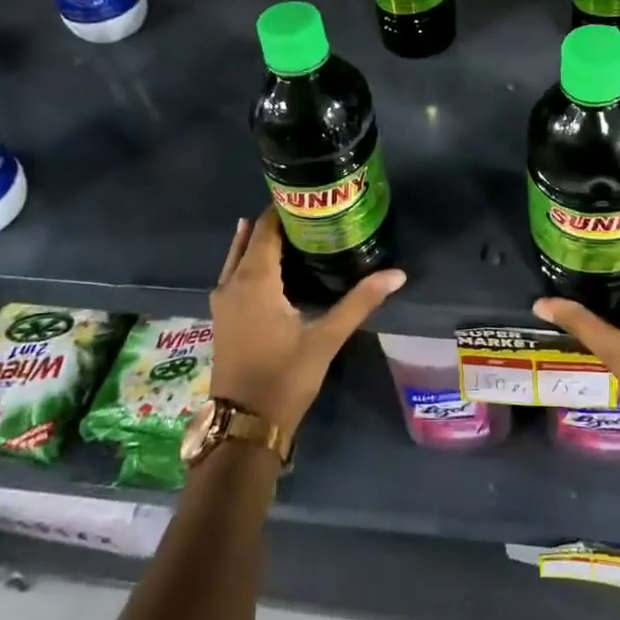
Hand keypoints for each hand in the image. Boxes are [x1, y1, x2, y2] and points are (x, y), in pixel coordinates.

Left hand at [208, 208, 405, 436]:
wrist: (245, 424)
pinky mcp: (223, 318)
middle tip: (309, 211)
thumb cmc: (285, 376)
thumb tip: (397, 274)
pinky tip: (275, 267)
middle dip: (275, 223)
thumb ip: (360, 302)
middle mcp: (232, 284)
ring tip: (294, 229)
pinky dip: (252, 261)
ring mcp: (223, 302)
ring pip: (238, 257)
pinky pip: (235, 274)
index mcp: (254, 281)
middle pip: (250, 239)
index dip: (283, 209)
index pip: (265, 230)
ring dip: (261, 241)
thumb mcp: (326, 338)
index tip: (309, 195)